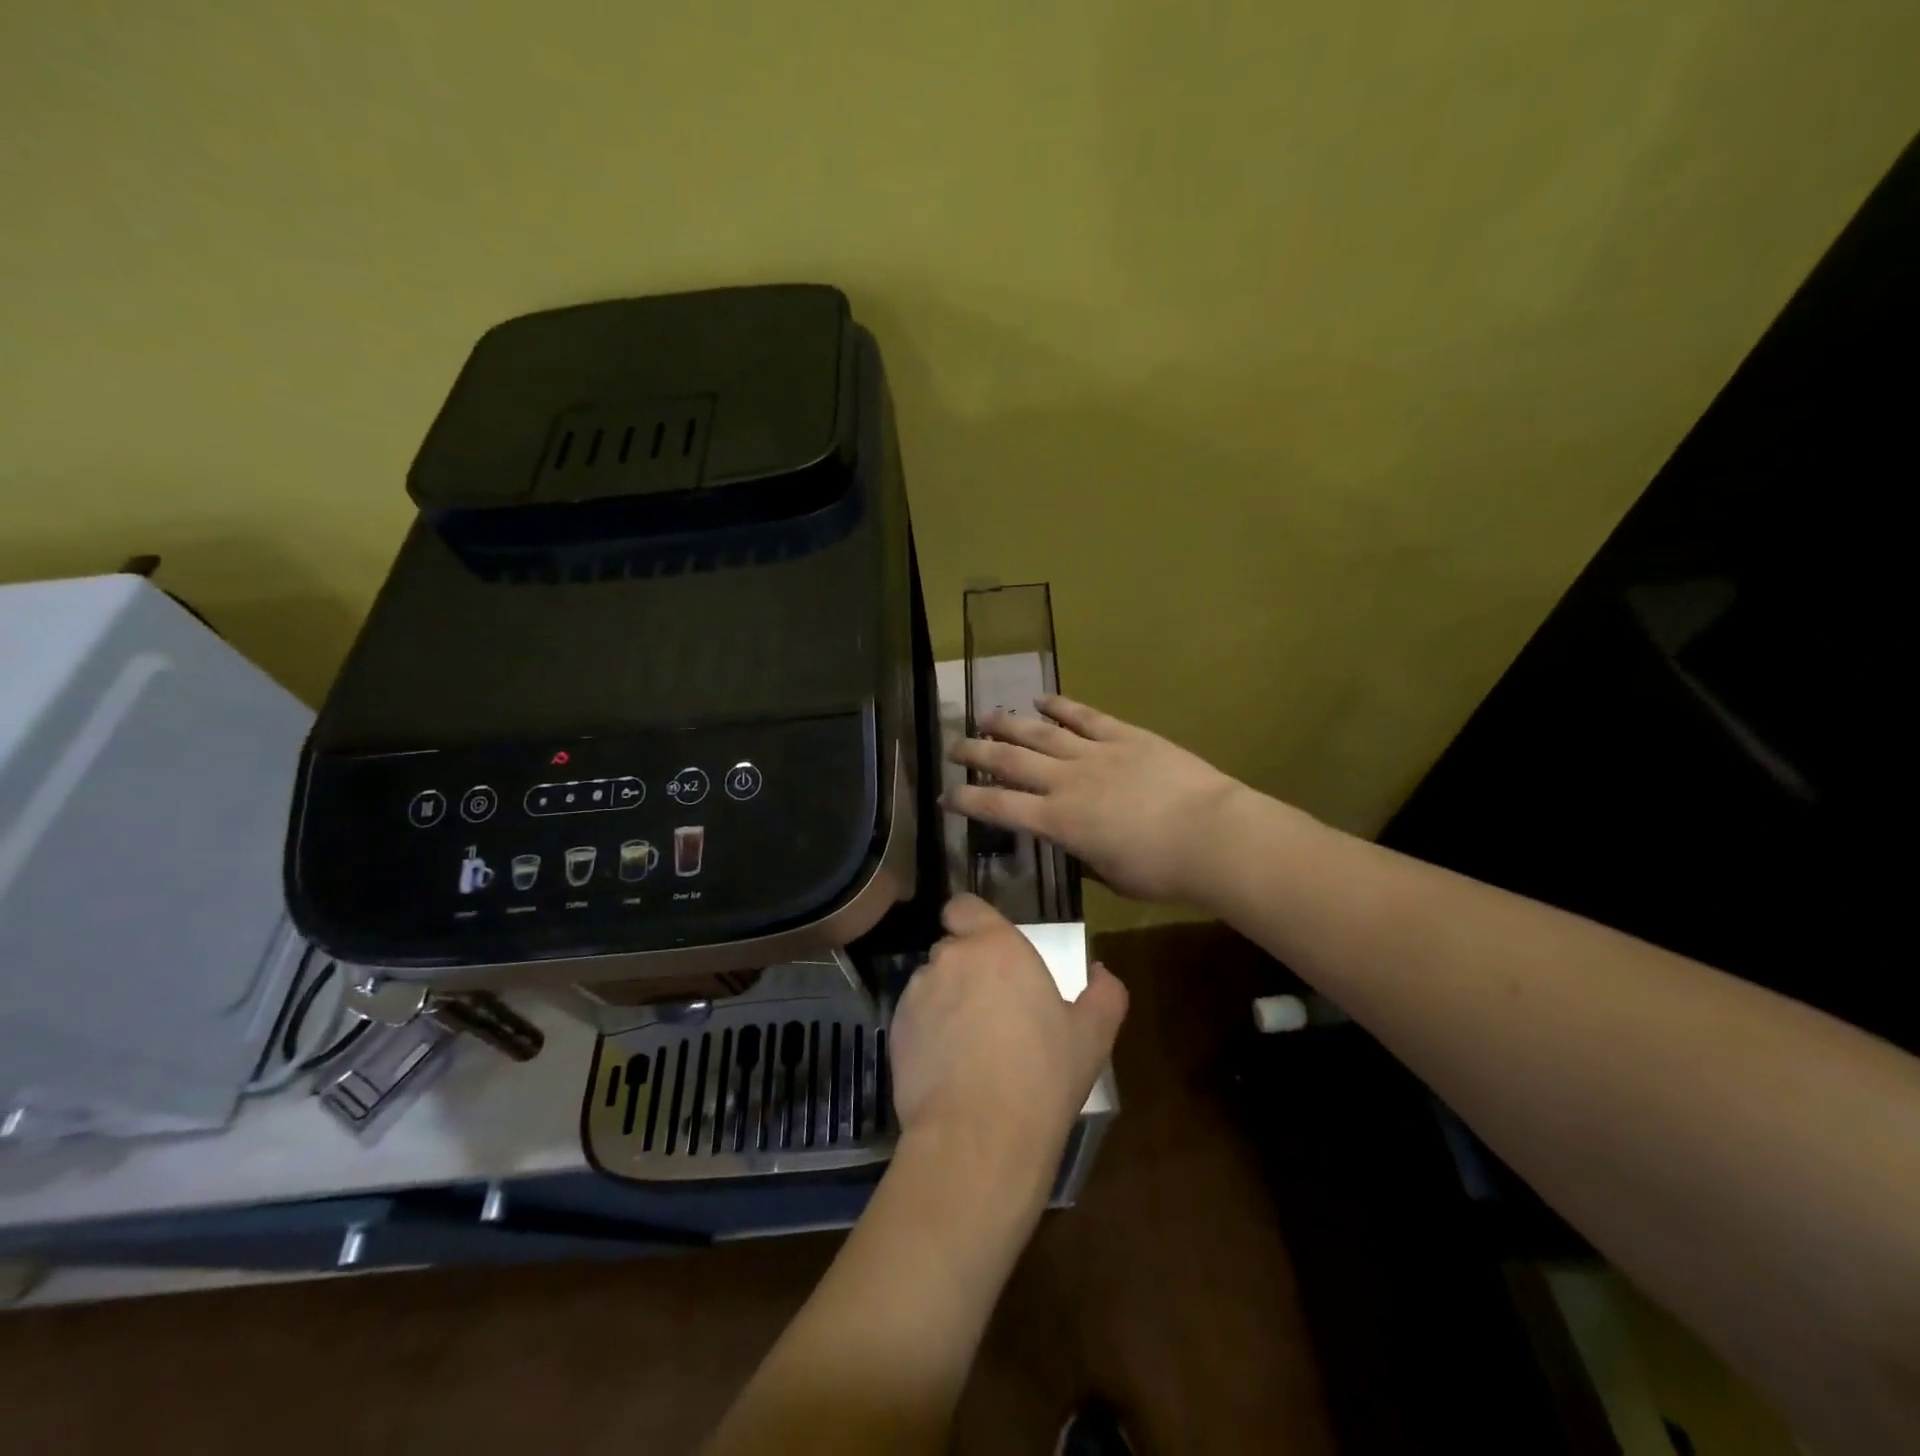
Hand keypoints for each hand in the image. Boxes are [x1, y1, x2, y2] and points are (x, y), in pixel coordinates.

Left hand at [889, 895, 1127, 1201]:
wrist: (979, 1135)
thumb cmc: (1042, 1074)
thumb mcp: (1092, 1035)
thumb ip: (1105, 993)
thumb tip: (1100, 972)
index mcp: (996, 945)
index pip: (965, 906)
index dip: (972, 921)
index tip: (988, 948)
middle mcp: (950, 958)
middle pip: (952, 948)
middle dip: (967, 969)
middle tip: (992, 1008)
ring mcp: (918, 993)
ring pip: (931, 983)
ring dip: (946, 999)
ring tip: (969, 1044)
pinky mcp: (895, 1029)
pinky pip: (914, 1018)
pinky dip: (927, 1031)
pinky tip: (948, 1067)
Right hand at [946, 695, 1250, 904]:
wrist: (1212, 835)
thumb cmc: (1162, 871)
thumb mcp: (1111, 876)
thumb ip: (1083, 856)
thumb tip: (1072, 844)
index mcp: (1058, 822)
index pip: (999, 807)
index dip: (968, 799)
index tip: (946, 795)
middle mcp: (1066, 782)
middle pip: (1010, 761)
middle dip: (976, 753)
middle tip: (953, 746)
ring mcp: (1094, 753)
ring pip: (1040, 733)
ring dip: (1009, 723)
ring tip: (985, 715)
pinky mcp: (1124, 735)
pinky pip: (1085, 716)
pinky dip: (1061, 705)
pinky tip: (1042, 698)